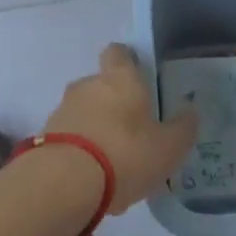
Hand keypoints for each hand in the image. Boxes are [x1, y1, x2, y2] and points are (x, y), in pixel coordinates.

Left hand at [43, 44, 197, 210]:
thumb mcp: (167, 148)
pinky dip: (78, 149)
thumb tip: (191, 112)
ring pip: (83, 111)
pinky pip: (68, 136)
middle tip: (131, 130)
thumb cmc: (125, 154)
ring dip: (94, 127)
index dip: (127, 62)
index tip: (138, 79)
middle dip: (113, 103)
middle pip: (101, 84)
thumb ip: (182, 129)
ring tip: (111, 161)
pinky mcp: (45, 137)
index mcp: (120, 77)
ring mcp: (63, 110)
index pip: (119, 52)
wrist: (64, 184)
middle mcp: (88, 85)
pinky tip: (91, 177)